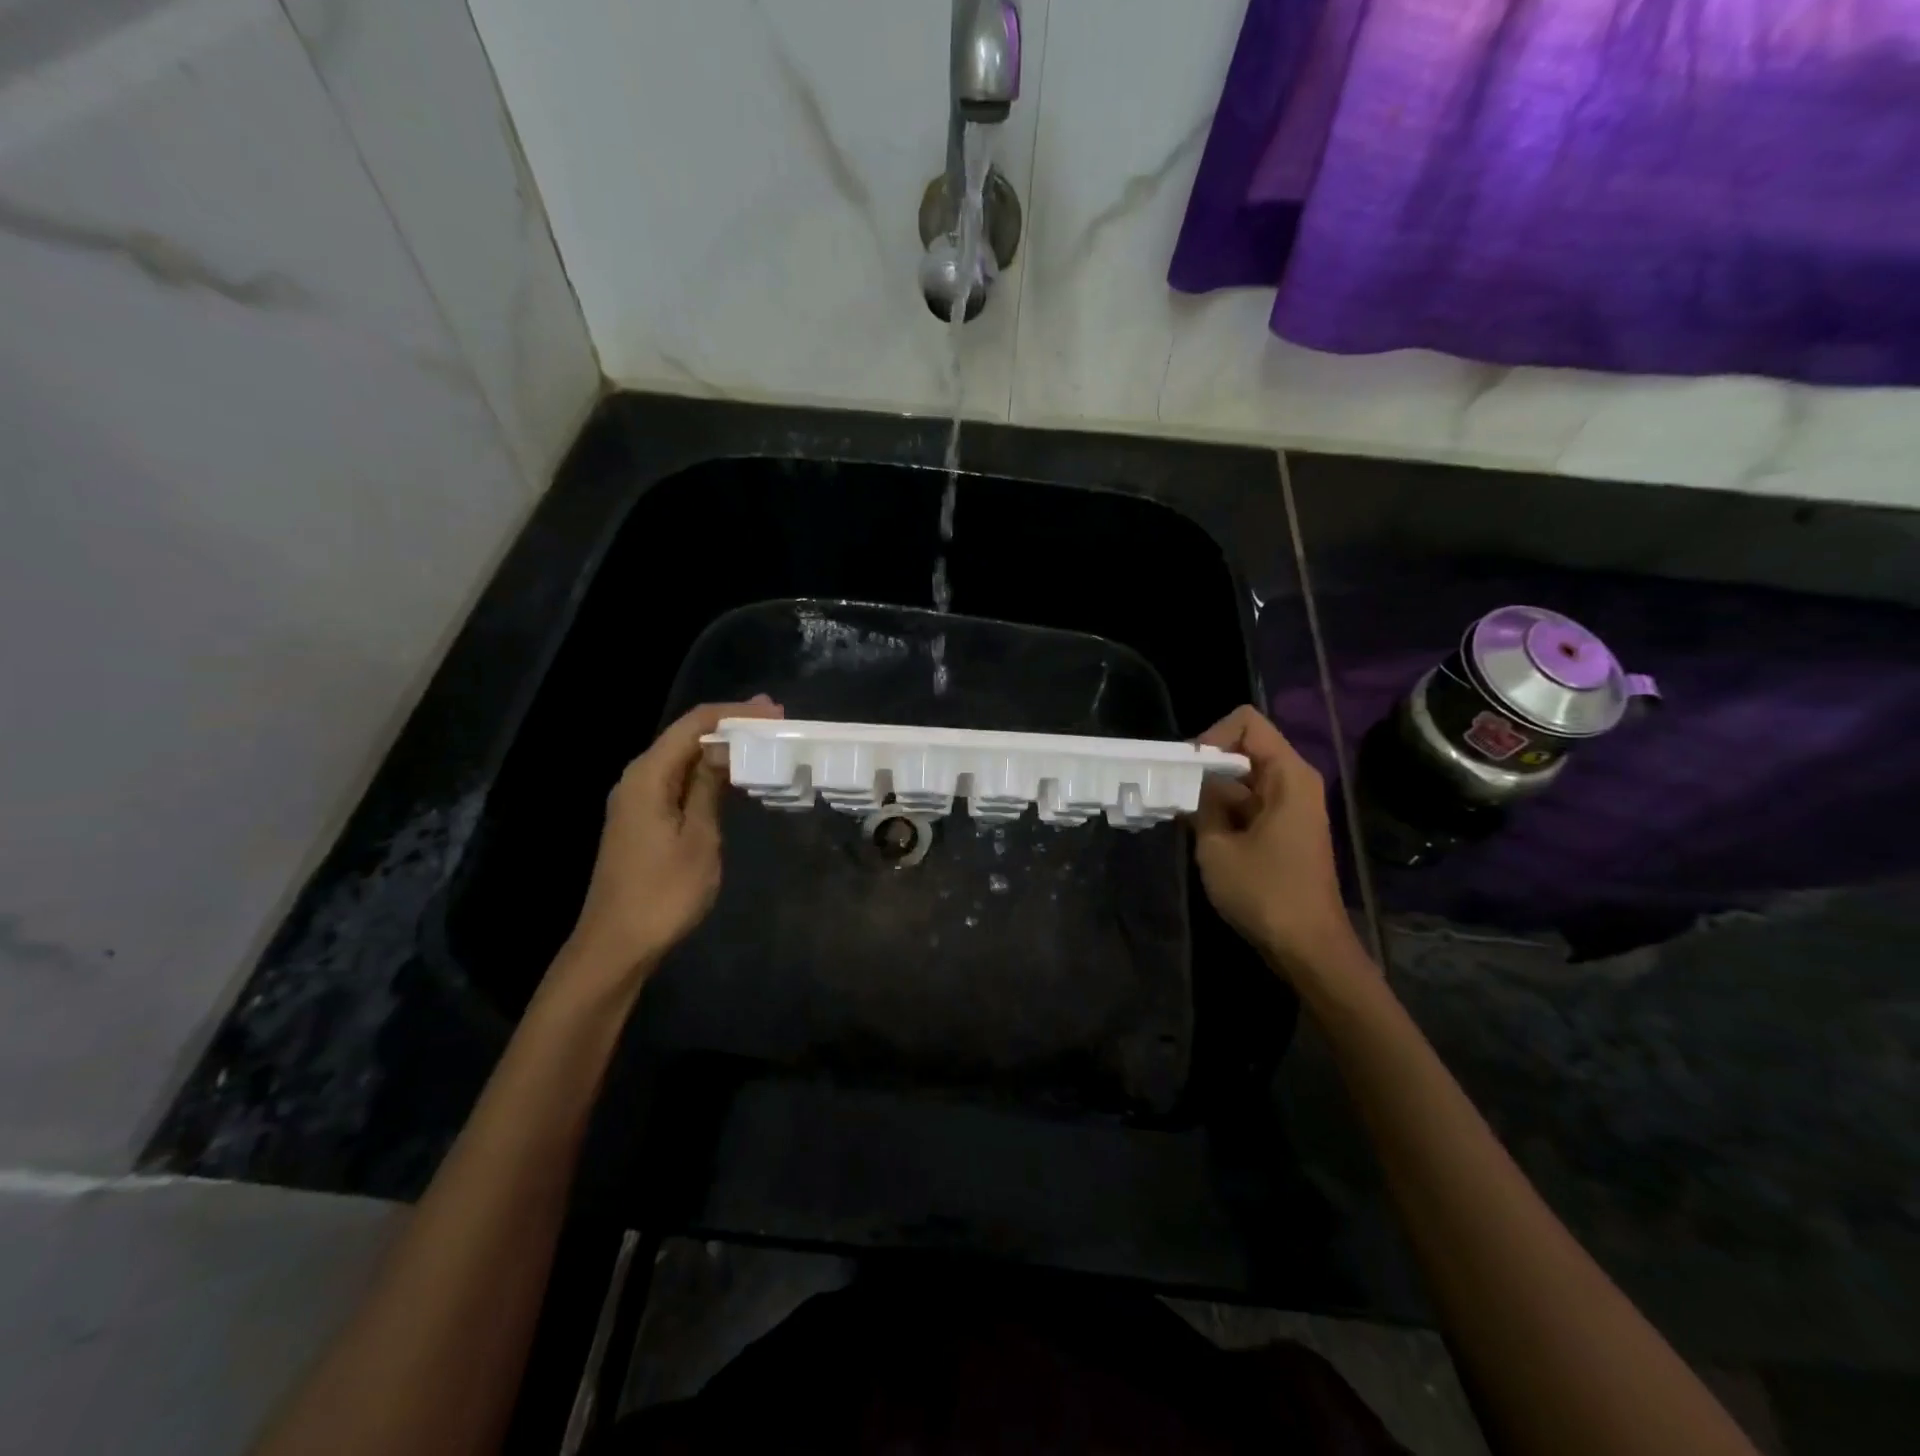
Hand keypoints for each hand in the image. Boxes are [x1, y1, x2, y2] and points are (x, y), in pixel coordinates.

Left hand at [558, 696, 782, 994]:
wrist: (617, 945)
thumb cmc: (663, 893)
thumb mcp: (698, 837)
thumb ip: (709, 786)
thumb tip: (725, 746)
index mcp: (647, 776)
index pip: (693, 725)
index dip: (735, 713)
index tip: (775, 711)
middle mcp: (638, 778)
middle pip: (685, 736)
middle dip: (730, 725)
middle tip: (776, 722)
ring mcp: (637, 800)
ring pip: (682, 758)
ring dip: (720, 748)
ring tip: (763, 742)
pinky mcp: (643, 819)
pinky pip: (679, 781)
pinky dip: (708, 772)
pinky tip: (733, 777)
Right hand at [1191, 705, 1364, 981]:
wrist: (1308, 947)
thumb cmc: (1265, 892)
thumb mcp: (1217, 846)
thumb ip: (1201, 805)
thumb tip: (1190, 786)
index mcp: (1287, 775)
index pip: (1246, 722)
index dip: (1211, 737)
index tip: (1188, 772)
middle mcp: (1293, 782)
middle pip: (1243, 749)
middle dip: (1205, 766)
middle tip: (1171, 791)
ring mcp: (1290, 807)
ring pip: (1241, 779)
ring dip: (1209, 792)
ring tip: (1176, 814)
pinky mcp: (1283, 830)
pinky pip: (1248, 804)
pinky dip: (1222, 811)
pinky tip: (1196, 832)